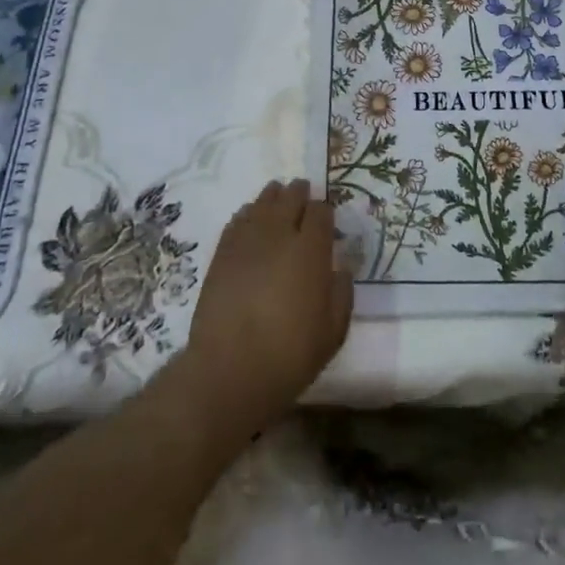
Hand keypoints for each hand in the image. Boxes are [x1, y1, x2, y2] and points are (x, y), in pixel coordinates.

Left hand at [182, 179, 352, 426]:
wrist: (228, 371)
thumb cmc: (288, 355)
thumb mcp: (333, 333)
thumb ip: (342, 294)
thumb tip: (341, 269)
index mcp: (310, 250)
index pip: (320, 212)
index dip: (324, 211)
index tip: (326, 218)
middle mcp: (279, 234)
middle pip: (290, 198)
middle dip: (299, 193)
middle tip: (303, 193)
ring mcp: (247, 240)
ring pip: (262, 203)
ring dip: (273, 197)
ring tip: (277, 195)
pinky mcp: (222, 253)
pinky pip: (238, 219)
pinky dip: (248, 213)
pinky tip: (250, 216)